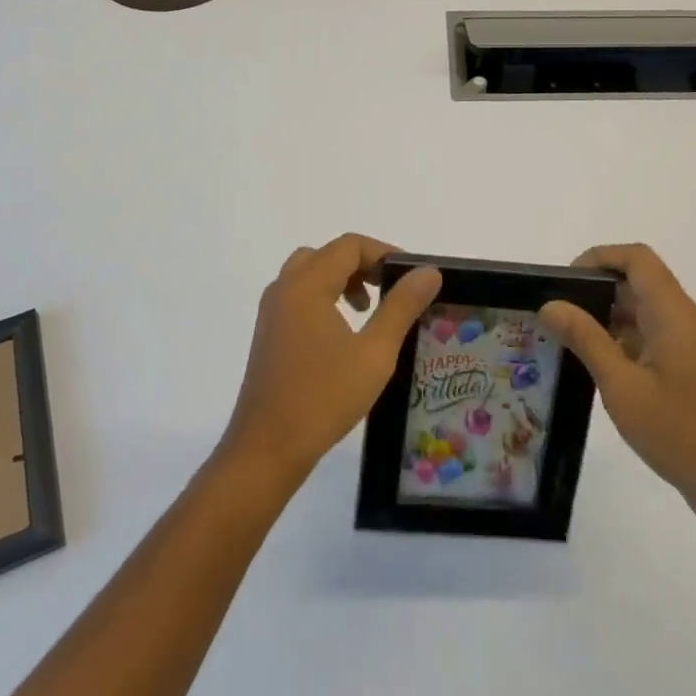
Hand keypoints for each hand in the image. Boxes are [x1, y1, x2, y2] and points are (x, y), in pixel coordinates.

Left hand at [221, 234, 442, 487]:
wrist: (266, 449)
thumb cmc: (323, 398)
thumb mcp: (374, 353)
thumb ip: (401, 306)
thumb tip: (428, 272)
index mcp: (307, 285)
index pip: (349, 246)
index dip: (384, 253)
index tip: (411, 277)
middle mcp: (284, 288)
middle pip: (328, 255)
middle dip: (363, 265)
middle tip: (389, 290)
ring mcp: (271, 311)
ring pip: (310, 274)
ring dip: (342, 280)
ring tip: (368, 310)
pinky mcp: (268, 333)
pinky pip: (298, 295)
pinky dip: (324, 297)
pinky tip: (343, 333)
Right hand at [540, 244, 695, 526]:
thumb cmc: (680, 432)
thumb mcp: (622, 386)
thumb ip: (585, 338)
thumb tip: (550, 304)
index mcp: (673, 313)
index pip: (637, 258)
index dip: (599, 257)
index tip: (565, 281)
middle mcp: (685, 319)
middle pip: (639, 281)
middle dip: (596, 289)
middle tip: (558, 313)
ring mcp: (690, 346)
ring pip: (644, 311)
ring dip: (607, 317)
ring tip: (568, 339)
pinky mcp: (690, 370)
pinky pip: (652, 337)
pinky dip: (623, 340)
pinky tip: (598, 367)